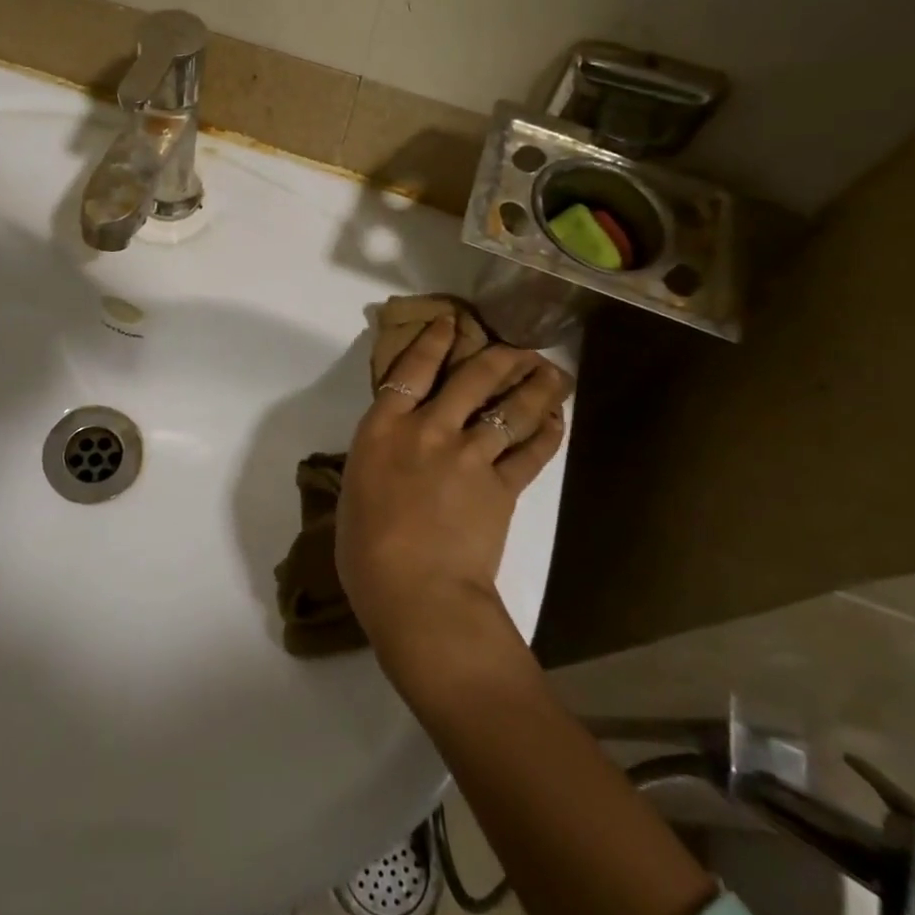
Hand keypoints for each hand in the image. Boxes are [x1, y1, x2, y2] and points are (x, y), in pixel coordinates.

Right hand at [335, 318, 569, 667]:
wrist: (416, 592)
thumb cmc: (365, 551)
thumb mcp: (356, 493)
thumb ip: (377, 464)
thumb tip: (391, 459)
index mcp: (383, 429)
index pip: (410, 370)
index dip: (433, 341)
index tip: (451, 322)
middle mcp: (429, 430)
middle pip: (471, 378)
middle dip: (498, 355)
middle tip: (519, 346)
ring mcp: (469, 455)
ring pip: (510, 408)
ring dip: (536, 386)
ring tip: (553, 373)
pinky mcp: (502, 486)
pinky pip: (531, 451)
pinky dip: (548, 433)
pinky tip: (558, 420)